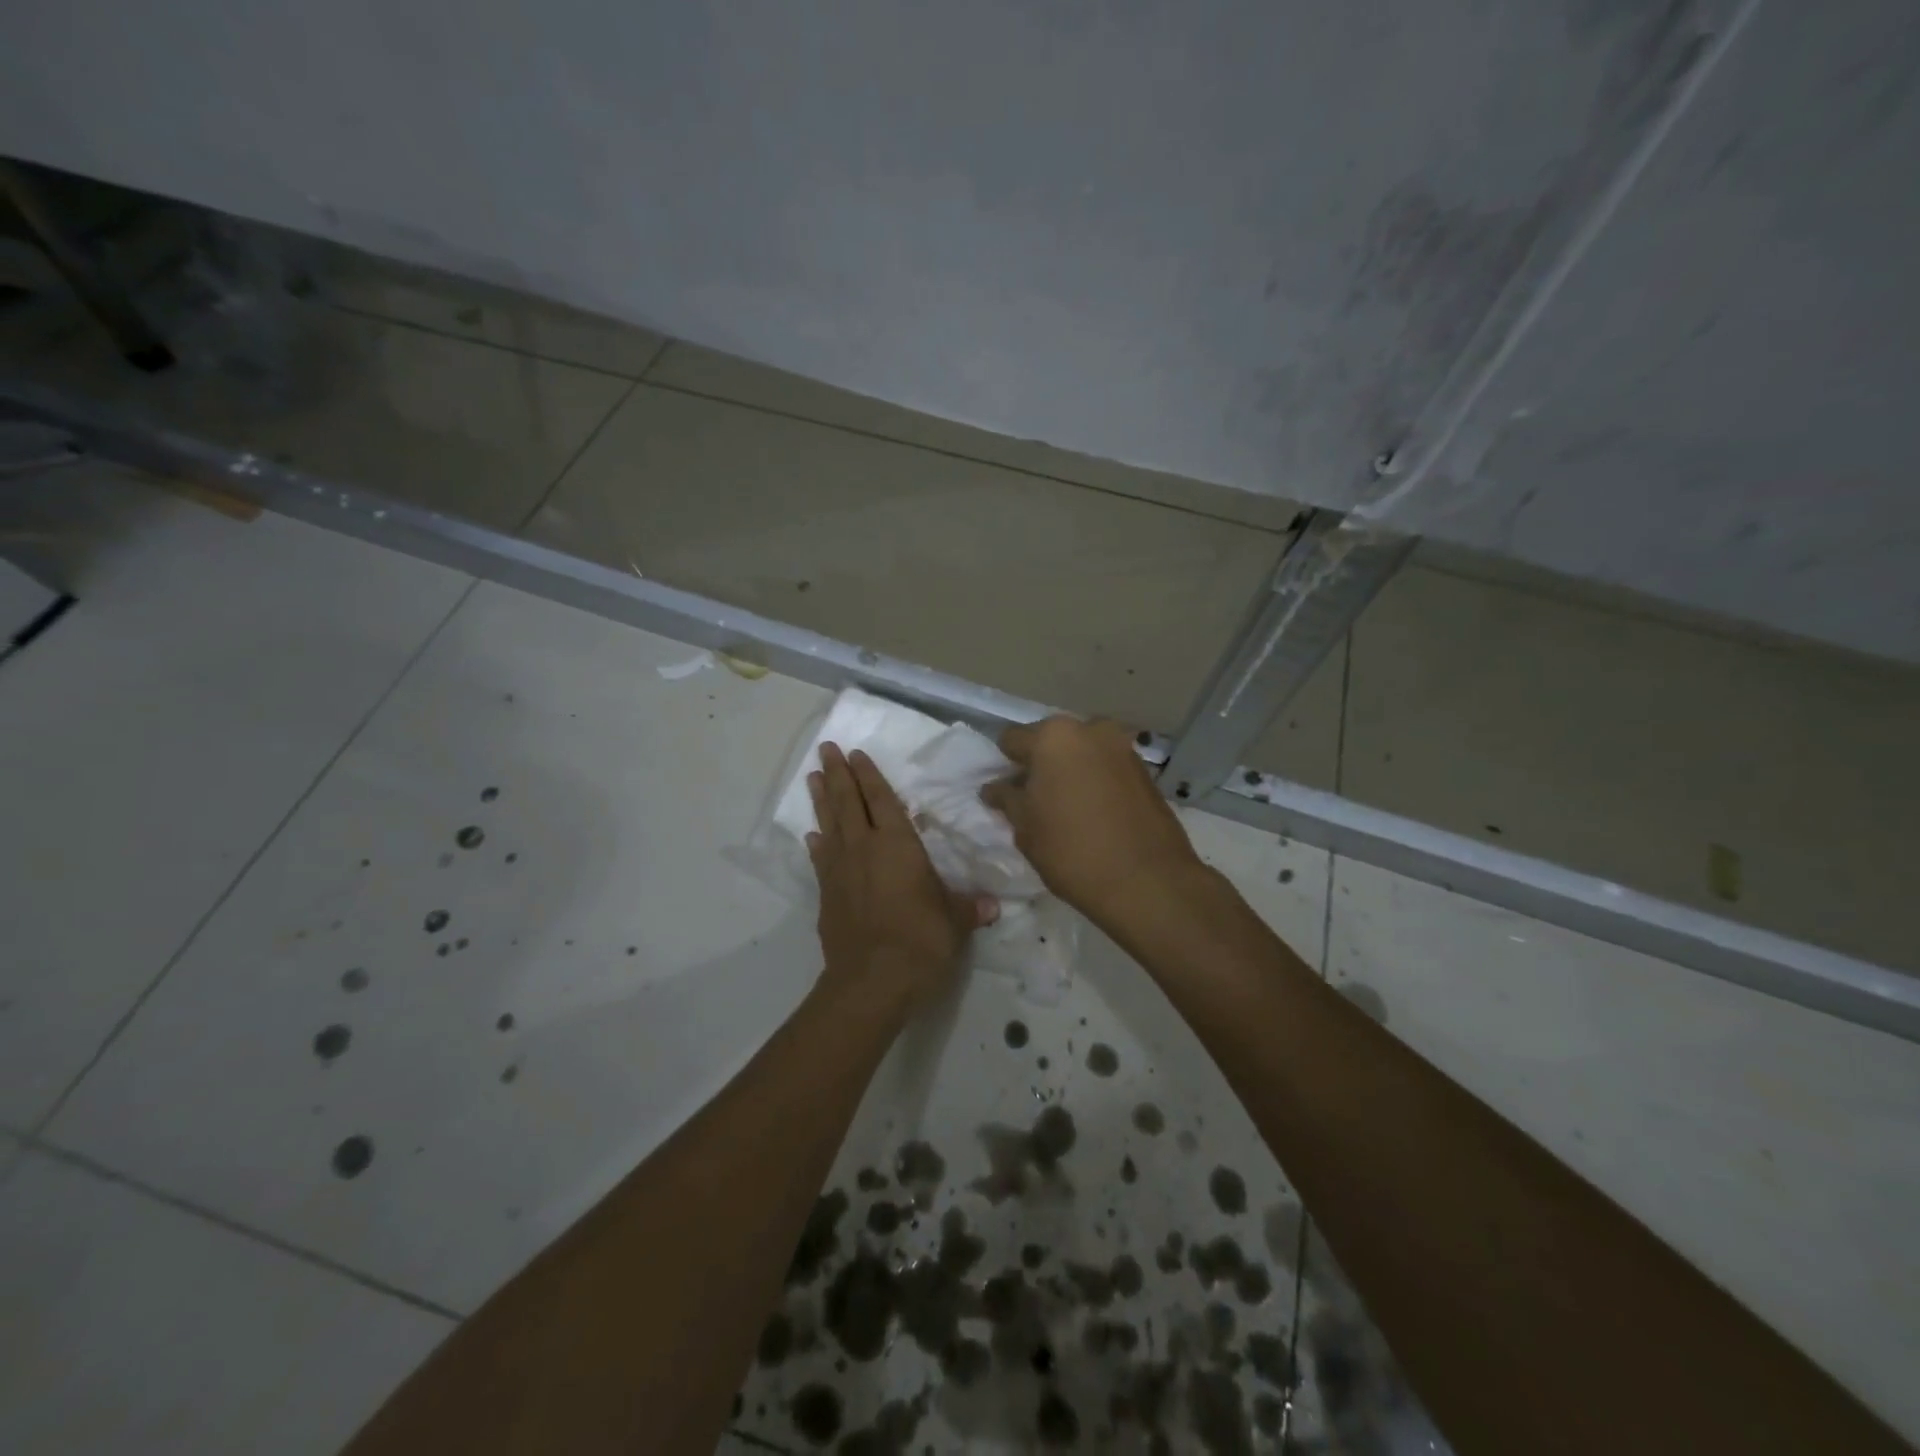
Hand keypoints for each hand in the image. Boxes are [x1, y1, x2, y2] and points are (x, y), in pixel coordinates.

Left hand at [808, 743, 995, 1011]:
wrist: (871, 982)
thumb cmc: (920, 941)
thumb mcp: (954, 922)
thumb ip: (969, 908)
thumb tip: (993, 906)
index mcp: (897, 845)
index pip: (882, 800)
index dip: (869, 775)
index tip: (856, 753)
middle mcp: (864, 849)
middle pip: (848, 802)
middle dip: (838, 773)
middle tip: (826, 749)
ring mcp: (840, 871)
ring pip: (828, 824)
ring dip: (821, 799)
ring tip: (813, 777)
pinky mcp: (827, 895)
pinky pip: (821, 859)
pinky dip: (817, 844)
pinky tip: (813, 835)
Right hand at [981, 716, 1203, 924]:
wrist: (1147, 881)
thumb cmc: (1072, 851)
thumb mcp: (1026, 828)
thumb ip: (1006, 799)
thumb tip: (994, 787)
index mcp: (1053, 737)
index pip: (1012, 739)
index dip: (1004, 765)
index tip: (1006, 792)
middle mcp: (1090, 729)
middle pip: (1051, 740)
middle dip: (1040, 764)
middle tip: (1035, 799)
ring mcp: (1122, 747)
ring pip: (1081, 752)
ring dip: (1070, 770)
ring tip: (1066, 807)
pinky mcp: (1145, 769)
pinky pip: (1106, 766)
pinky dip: (1095, 780)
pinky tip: (1093, 812)